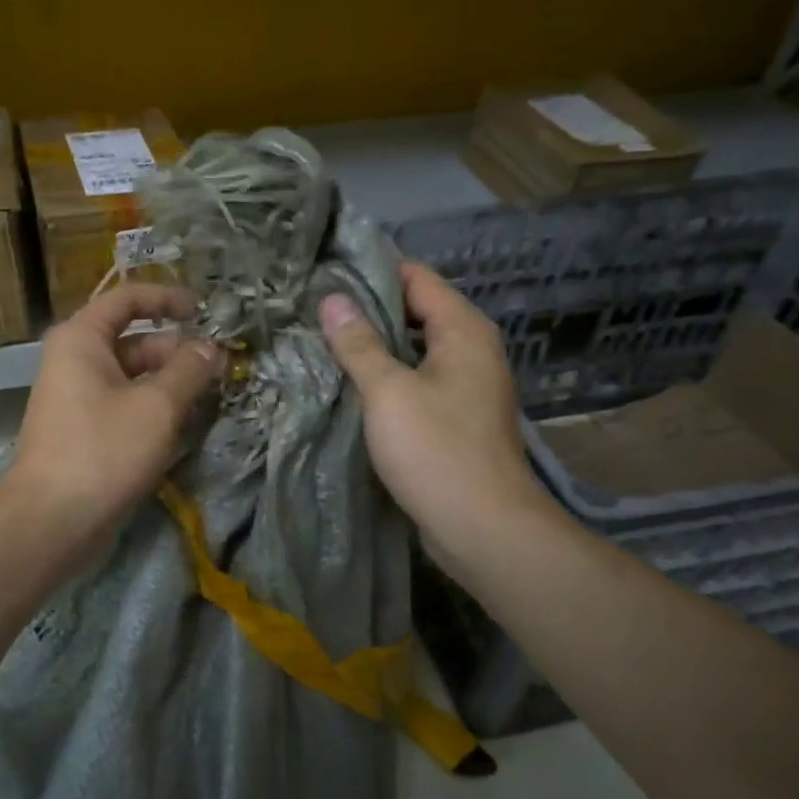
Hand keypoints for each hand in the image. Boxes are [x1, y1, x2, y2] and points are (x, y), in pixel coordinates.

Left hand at [0, 284, 224, 562]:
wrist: (50, 521)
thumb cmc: (103, 451)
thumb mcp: (157, 406)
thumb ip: (189, 370)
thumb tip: (212, 348)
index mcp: (82, 338)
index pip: (128, 297)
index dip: (168, 298)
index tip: (205, 312)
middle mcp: (75, 359)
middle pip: (134, 339)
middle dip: (177, 350)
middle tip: (219, 369)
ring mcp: (77, 396)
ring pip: (132, 375)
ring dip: (170, 382)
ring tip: (210, 398)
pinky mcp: (84, 429)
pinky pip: (125, 403)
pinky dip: (153, 406)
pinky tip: (184, 424)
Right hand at [319, 261, 556, 574]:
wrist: (483, 528)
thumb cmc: (436, 450)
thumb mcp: (388, 391)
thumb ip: (359, 343)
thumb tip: (332, 300)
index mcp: (463, 330)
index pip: (416, 277)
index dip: (372, 270)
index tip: (326, 272)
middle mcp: (471, 350)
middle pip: (415, 310)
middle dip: (368, 308)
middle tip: (315, 309)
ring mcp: (466, 385)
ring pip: (414, 348)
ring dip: (375, 344)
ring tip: (324, 340)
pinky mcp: (456, 417)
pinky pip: (417, 380)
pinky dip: (387, 375)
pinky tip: (350, 383)